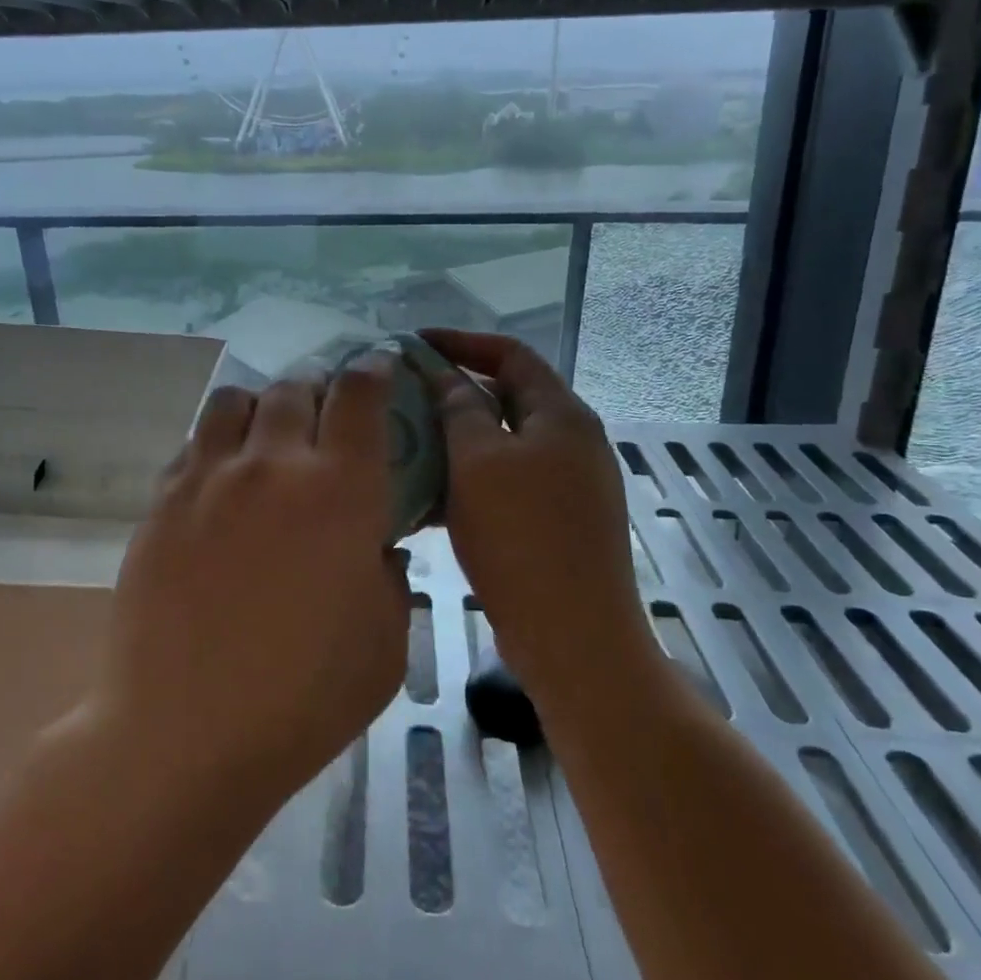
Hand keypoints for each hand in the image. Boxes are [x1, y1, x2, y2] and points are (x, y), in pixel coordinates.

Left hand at [91, 358, 410, 809]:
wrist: (183, 733)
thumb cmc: (303, 698)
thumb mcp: (386, 642)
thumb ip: (392, 576)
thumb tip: (377, 544)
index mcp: (340, 489)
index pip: (360, 394)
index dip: (374, 370)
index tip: (380, 367)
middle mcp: (273, 464)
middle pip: (295, 386)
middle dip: (319, 388)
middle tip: (326, 415)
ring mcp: (209, 477)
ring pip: (236, 400)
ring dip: (262, 405)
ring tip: (269, 437)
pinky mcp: (163, 500)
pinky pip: (195, 444)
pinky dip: (218, 444)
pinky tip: (223, 481)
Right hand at [418, 330, 657, 704]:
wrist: (574, 637)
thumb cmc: (521, 537)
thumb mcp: (478, 461)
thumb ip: (459, 408)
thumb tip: (444, 374)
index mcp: (563, 415)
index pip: (511, 353)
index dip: (461, 341)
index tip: (413, 345)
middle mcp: (575, 440)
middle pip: (509, 396)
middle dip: (455, 392)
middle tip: (405, 396)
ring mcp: (572, 483)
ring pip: (505, 442)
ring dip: (459, 438)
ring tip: (410, 444)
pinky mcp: (560, 520)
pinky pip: (509, 480)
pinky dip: (473, 476)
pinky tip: (433, 495)